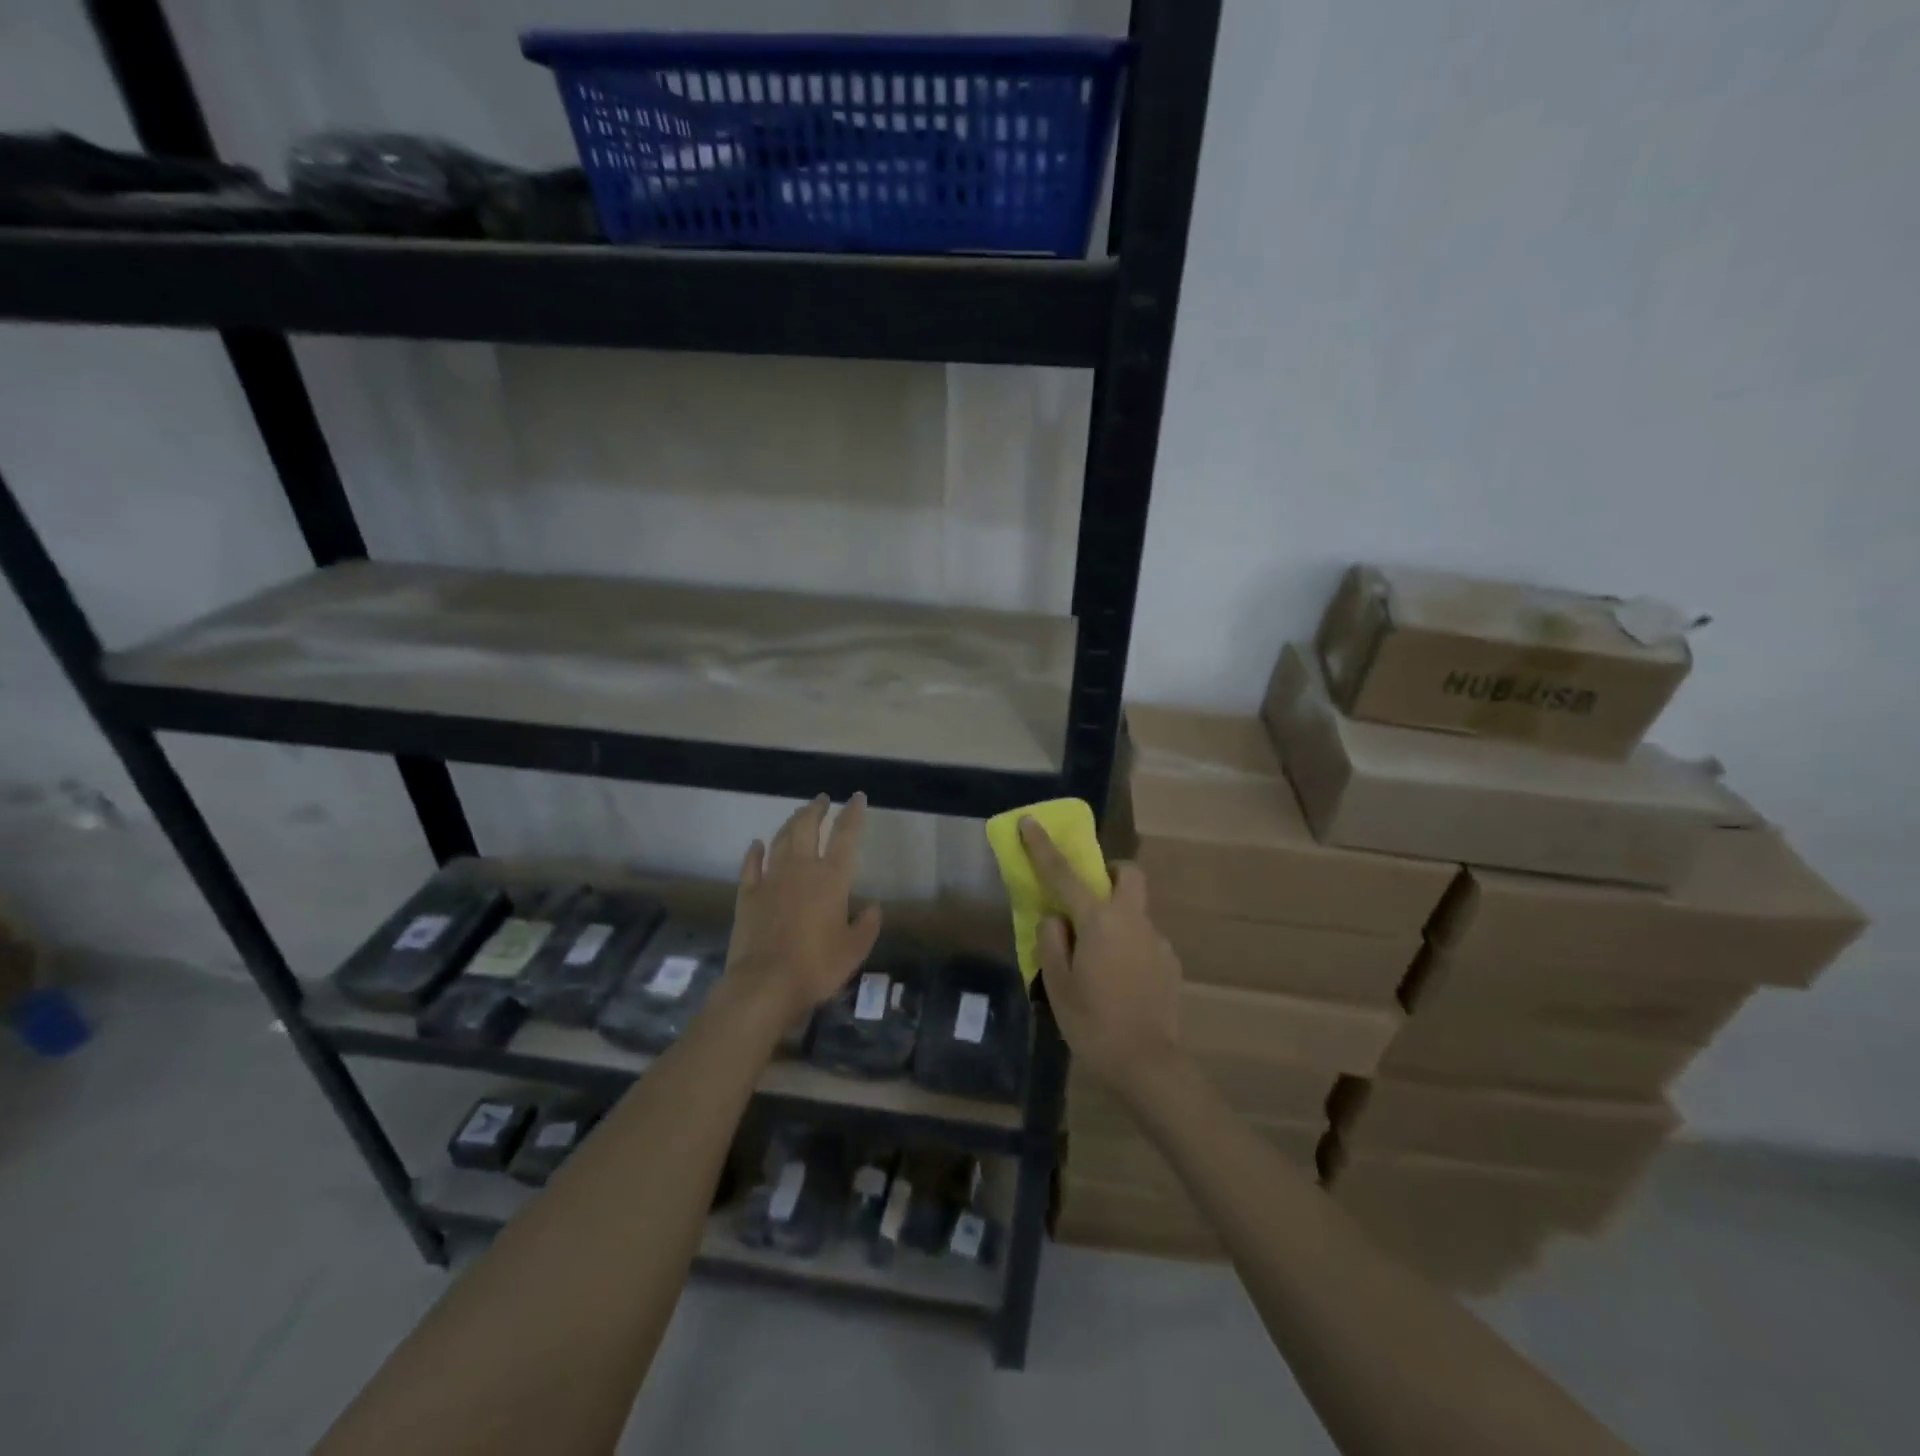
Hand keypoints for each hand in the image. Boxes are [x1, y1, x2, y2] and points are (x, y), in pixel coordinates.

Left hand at [726, 794, 883, 1024]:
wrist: (765, 983)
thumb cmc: (817, 966)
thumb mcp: (855, 950)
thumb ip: (867, 925)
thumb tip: (872, 907)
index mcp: (832, 879)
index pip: (845, 836)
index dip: (852, 814)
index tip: (856, 797)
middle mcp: (801, 869)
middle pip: (807, 828)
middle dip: (816, 810)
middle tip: (821, 799)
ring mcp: (771, 879)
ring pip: (780, 840)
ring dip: (790, 823)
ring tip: (797, 814)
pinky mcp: (747, 895)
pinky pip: (751, 865)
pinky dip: (755, 852)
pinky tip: (757, 844)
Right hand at [1018, 817, 1182, 1087]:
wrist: (1148, 1065)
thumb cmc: (1093, 1023)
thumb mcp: (1057, 984)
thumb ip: (1052, 941)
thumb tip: (1057, 919)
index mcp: (1100, 921)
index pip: (1065, 874)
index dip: (1043, 847)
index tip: (1030, 822)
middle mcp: (1133, 921)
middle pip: (1128, 874)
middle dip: (1109, 872)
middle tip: (1087, 898)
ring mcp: (1157, 940)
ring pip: (1136, 910)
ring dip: (1117, 918)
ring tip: (1099, 960)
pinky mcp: (1170, 963)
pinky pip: (1145, 940)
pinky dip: (1129, 947)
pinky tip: (1121, 982)